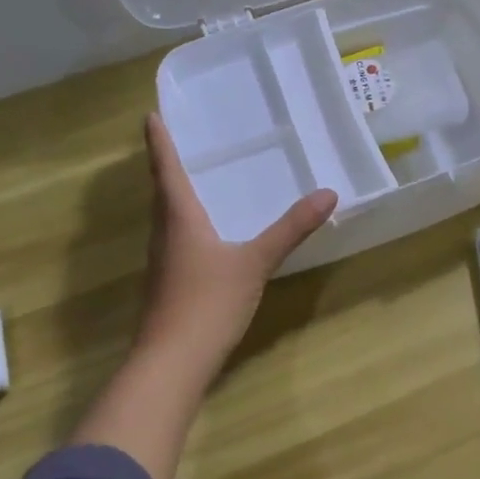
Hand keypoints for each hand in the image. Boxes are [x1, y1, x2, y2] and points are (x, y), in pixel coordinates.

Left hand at [138, 112, 336, 368]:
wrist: (172, 362)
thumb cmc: (208, 303)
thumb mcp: (256, 262)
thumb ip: (291, 229)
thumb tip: (328, 194)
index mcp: (179, 219)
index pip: (167, 170)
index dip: (160, 143)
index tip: (150, 116)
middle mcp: (165, 235)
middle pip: (162, 193)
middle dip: (167, 166)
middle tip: (180, 143)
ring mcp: (163, 263)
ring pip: (166, 219)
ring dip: (174, 196)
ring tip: (194, 180)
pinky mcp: (168, 285)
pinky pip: (175, 241)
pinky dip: (185, 224)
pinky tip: (205, 235)